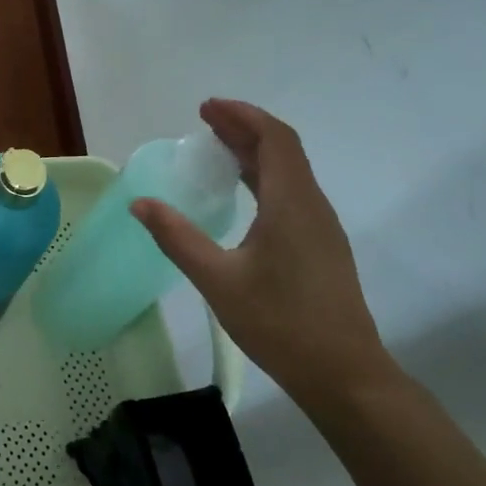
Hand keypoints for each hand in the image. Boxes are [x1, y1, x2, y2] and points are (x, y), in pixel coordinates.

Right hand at [131, 99, 387, 409]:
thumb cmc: (281, 324)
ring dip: (255, 151)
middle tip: (204, 121)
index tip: (207, 108)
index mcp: (291, 203)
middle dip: (244, 128)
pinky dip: (264, 176)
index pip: (274, 139)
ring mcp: (321, 227)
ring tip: (217, 148)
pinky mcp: (321, 246)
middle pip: (282, 149)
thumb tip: (140, 203)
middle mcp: (311, 205)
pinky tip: (242, 194)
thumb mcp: (218, 280)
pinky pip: (292, 192)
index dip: (242, 116)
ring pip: (289, 171)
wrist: (345, 376)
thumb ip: (177, 238)